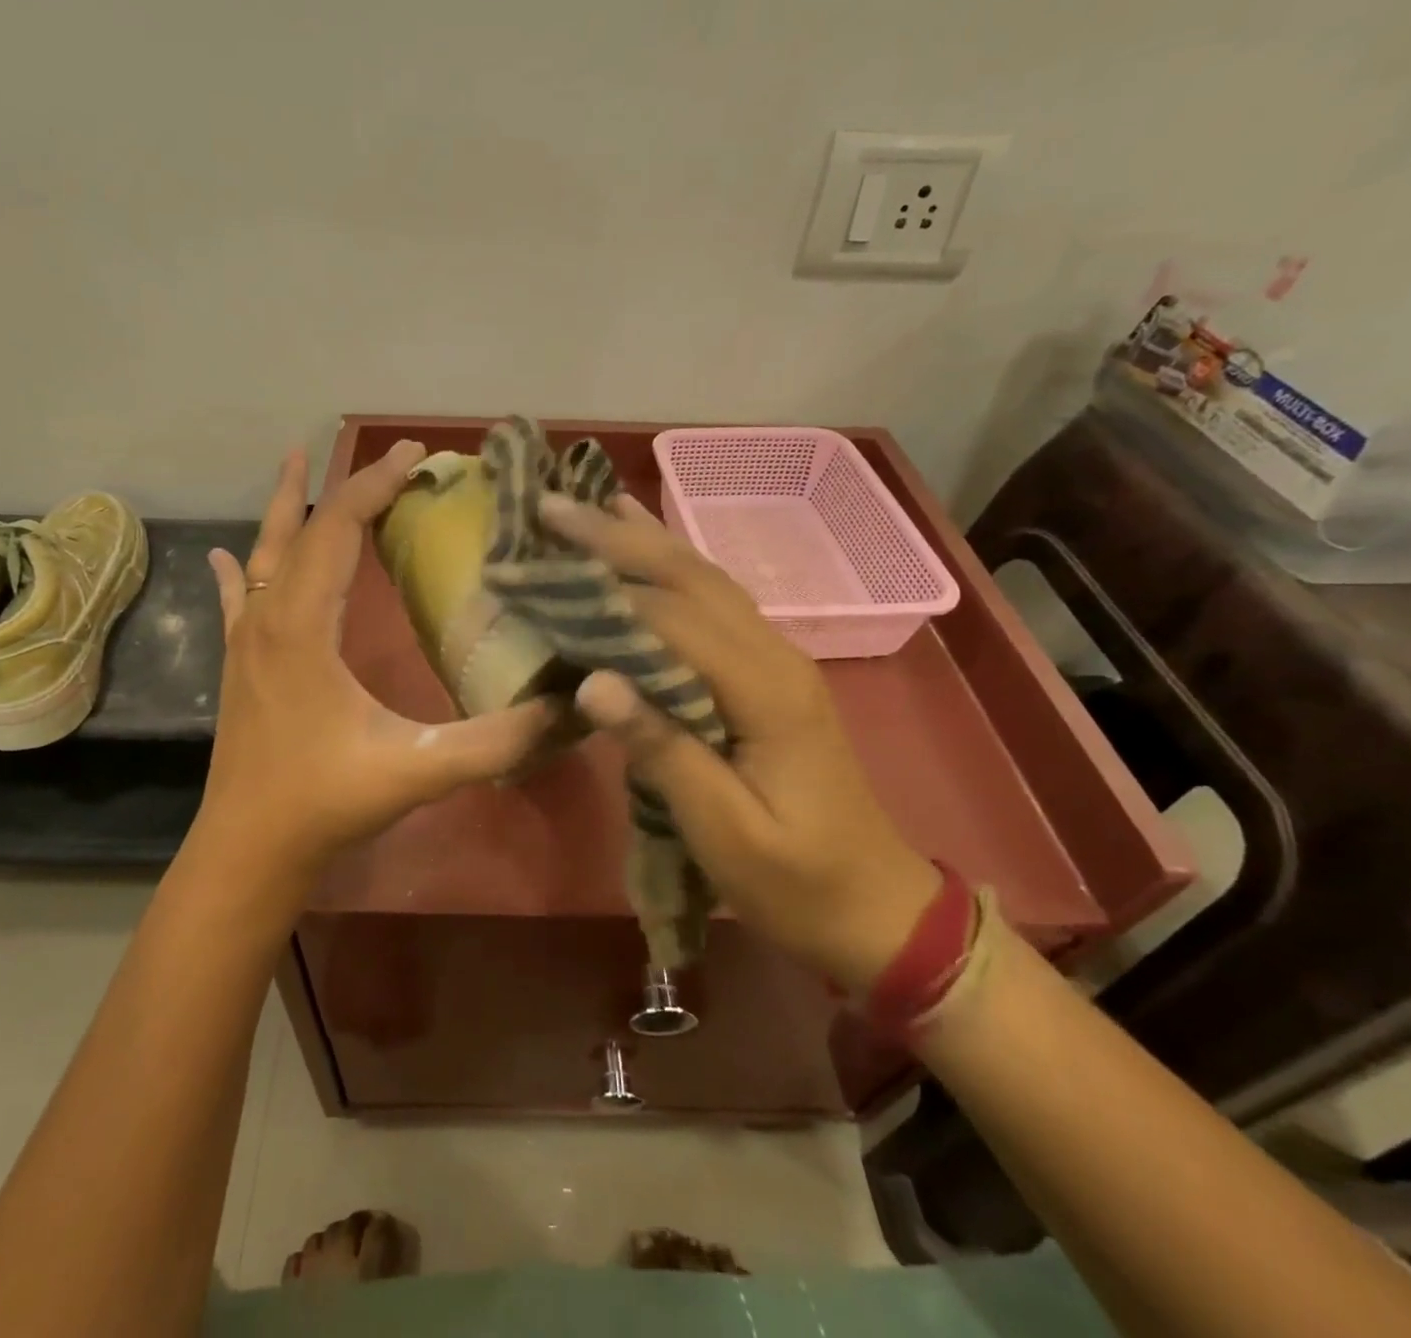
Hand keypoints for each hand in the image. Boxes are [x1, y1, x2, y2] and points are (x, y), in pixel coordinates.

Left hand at [200, 441, 556, 876]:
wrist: (248, 852)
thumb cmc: (325, 803)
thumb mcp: (419, 770)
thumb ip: (496, 740)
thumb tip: (570, 708)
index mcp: (304, 625)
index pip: (338, 528)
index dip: (376, 486)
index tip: (417, 456)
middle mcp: (269, 618)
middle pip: (303, 529)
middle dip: (348, 487)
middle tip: (392, 458)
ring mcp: (245, 641)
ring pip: (265, 554)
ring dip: (286, 507)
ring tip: (297, 462)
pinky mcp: (238, 665)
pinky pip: (238, 599)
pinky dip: (241, 568)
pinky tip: (226, 555)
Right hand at [540, 493, 942, 992]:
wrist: (875, 906)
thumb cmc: (796, 881)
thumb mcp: (725, 832)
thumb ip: (663, 750)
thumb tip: (592, 683)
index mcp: (766, 690)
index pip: (672, 619)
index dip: (601, 590)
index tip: (534, 567)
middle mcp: (774, 655)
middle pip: (691, 578)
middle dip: (618, 538)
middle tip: (552, 506)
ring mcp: (776, 658)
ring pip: (706, 580)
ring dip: (646, 540)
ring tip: (593, 503)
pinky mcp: (768, 673)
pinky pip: (714, 604)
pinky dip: (672, 569)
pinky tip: (650, 550)